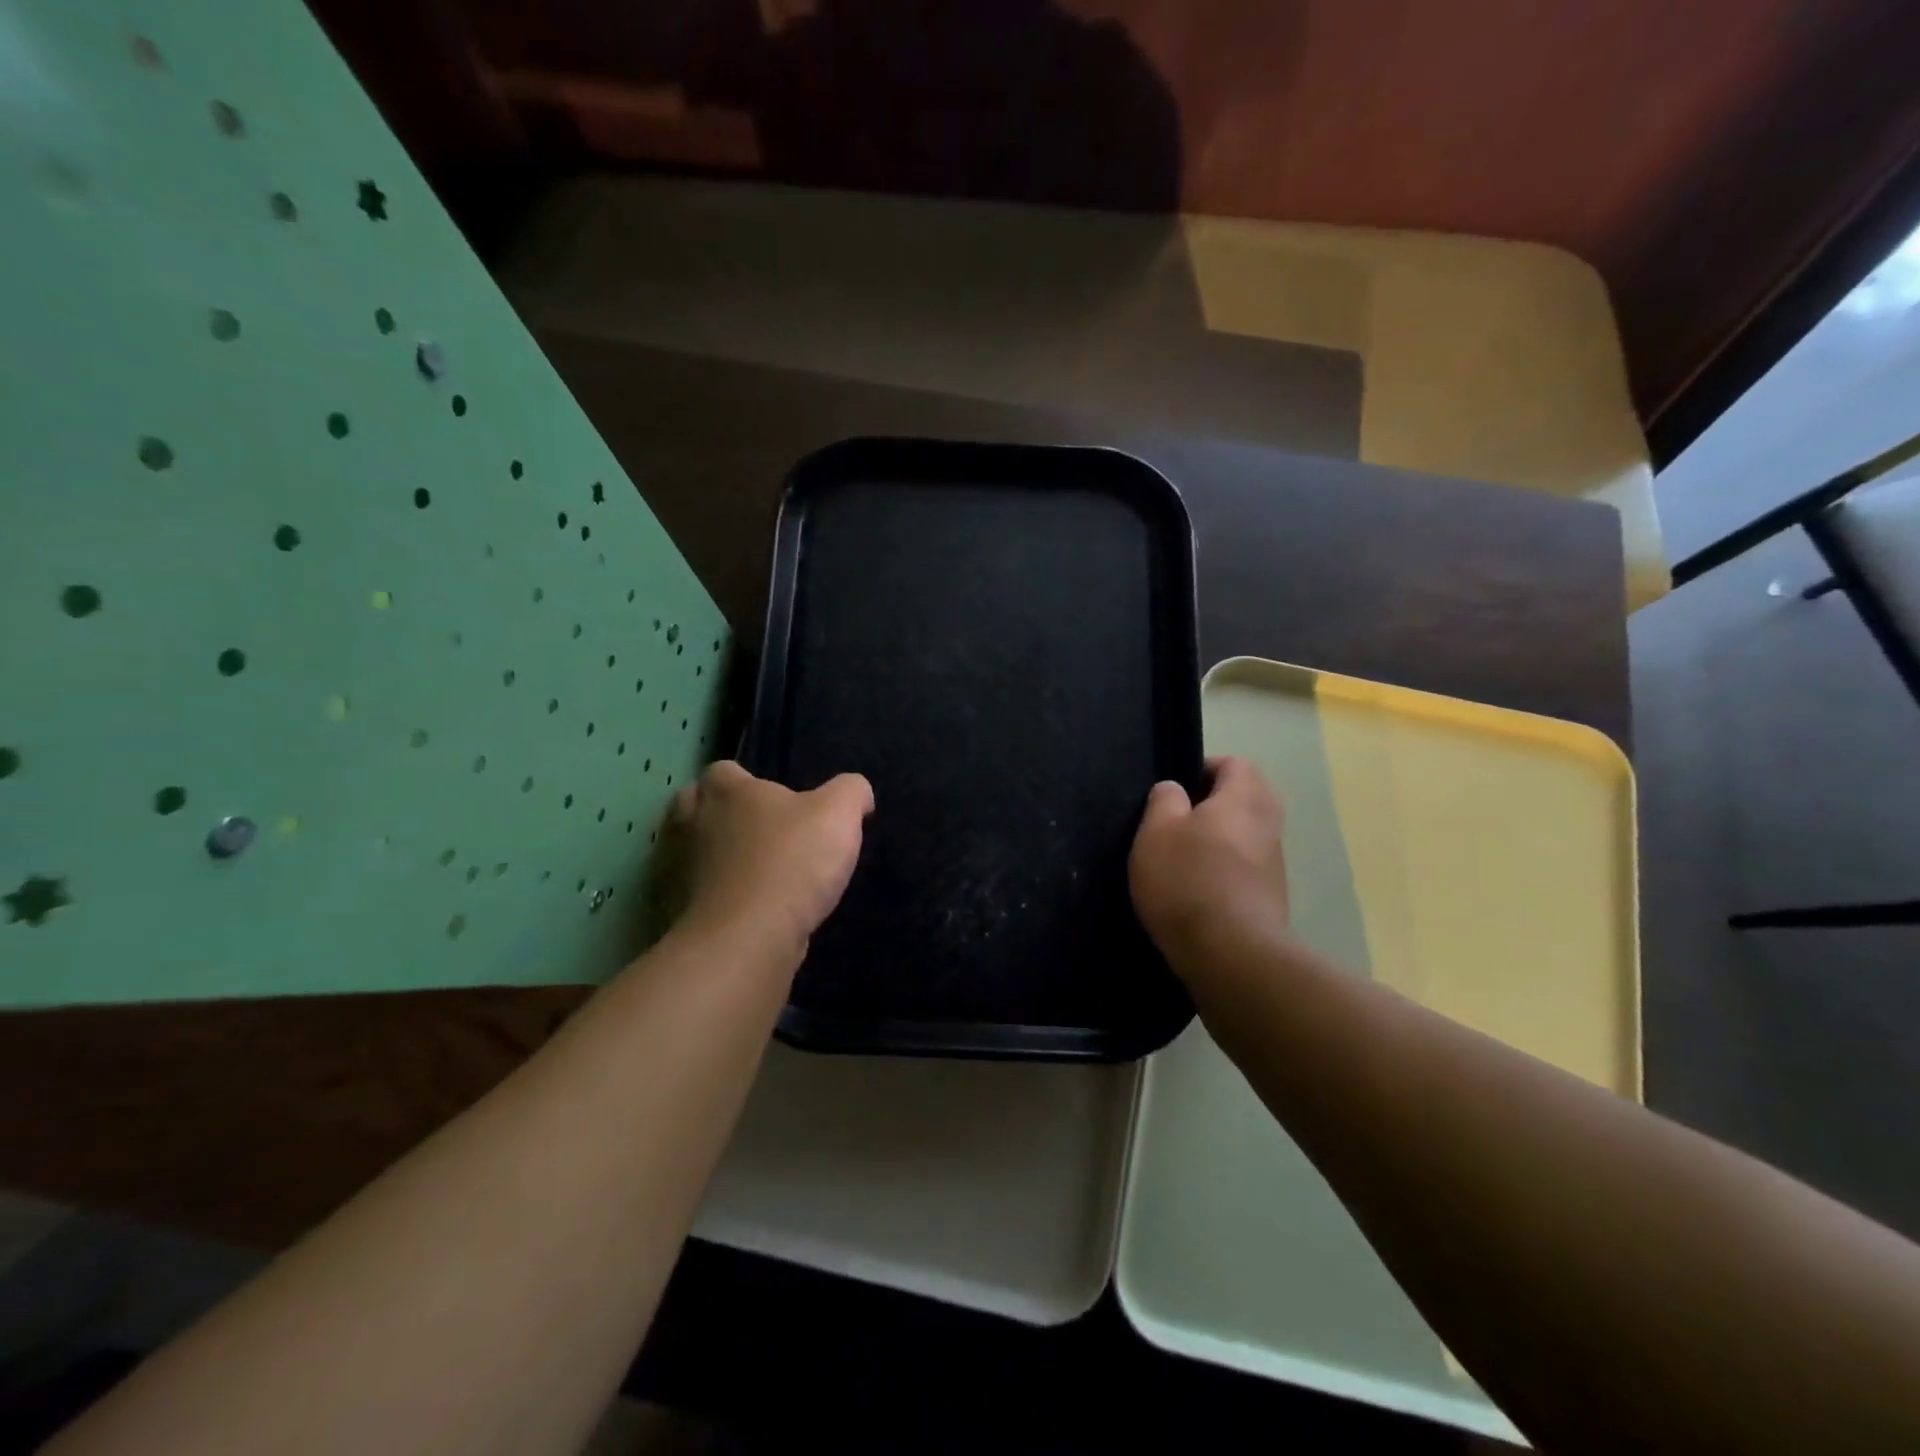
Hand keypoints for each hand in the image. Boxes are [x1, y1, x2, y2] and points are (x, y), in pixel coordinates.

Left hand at [670, 761, 873, 964]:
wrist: (748, 937)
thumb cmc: (792, 862)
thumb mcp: (839, 814)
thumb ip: (850, 792)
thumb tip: (857, 791)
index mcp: (728, 792)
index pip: (722, 771)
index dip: (743, 780)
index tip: (771, 798)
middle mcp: (694, 823)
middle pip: (691, 804)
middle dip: (713, 811)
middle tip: (749, 828)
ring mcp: (679, 868)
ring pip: (687, 850)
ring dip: (707, 855)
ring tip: (743, 869)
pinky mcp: (678, 909)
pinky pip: (688, 892)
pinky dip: (705, 895)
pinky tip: (735, 906)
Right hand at [1129, 756, 1289, 967]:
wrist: (1231, 954)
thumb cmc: (1188, 880)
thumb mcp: (1156, 831)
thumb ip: (1164, 800)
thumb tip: (1175, 789)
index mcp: (1244, 798)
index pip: (1236, 763)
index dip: (1205, 767)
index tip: (1176, 789)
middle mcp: (1269, 825)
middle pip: (1249, 797)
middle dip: (1217, 803)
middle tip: (1180, 820)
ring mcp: (1275, 865)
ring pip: (1250, 835)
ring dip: (1223, 838)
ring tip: (1184, 857)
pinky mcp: (1271, 899)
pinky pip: (1249, 869)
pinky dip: (1227, 870)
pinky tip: (1198, 890)